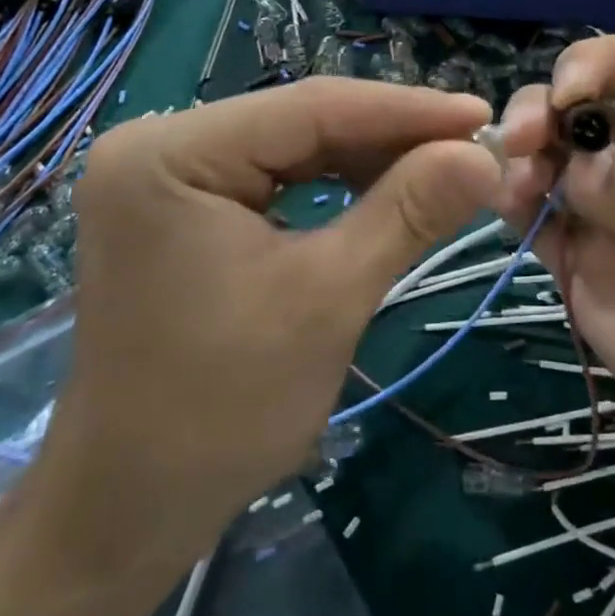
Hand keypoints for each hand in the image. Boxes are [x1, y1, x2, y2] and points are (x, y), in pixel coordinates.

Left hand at [18, 79, 502, 581]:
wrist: (130, 508)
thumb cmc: (223, 408)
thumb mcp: (329, 297)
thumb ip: (408, 211)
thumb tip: (484, 155)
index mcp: (171, 153)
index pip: (311, 107)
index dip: (407, 110)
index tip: (483, 116)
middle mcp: (159, 143)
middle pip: (302, 121)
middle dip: (393, 136)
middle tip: (475, 145)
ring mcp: (167, 173)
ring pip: (295, 145)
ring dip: (371, 158)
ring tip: (446, 165)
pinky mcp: (183, 204)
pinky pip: (276, 175)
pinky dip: (337, 183)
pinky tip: (389, 188)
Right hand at [496, 36, 614, 518]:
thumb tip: (580, 165)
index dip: (593, 65)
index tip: (566, 93)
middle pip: (574, 112)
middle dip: (541, 109)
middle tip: (523, 138)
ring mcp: (605, 220)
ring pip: (546, 163)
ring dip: (521, 157)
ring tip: (520, 186)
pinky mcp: (580, 271)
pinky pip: (536, 225)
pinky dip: (513, 207)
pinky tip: (509, 208)